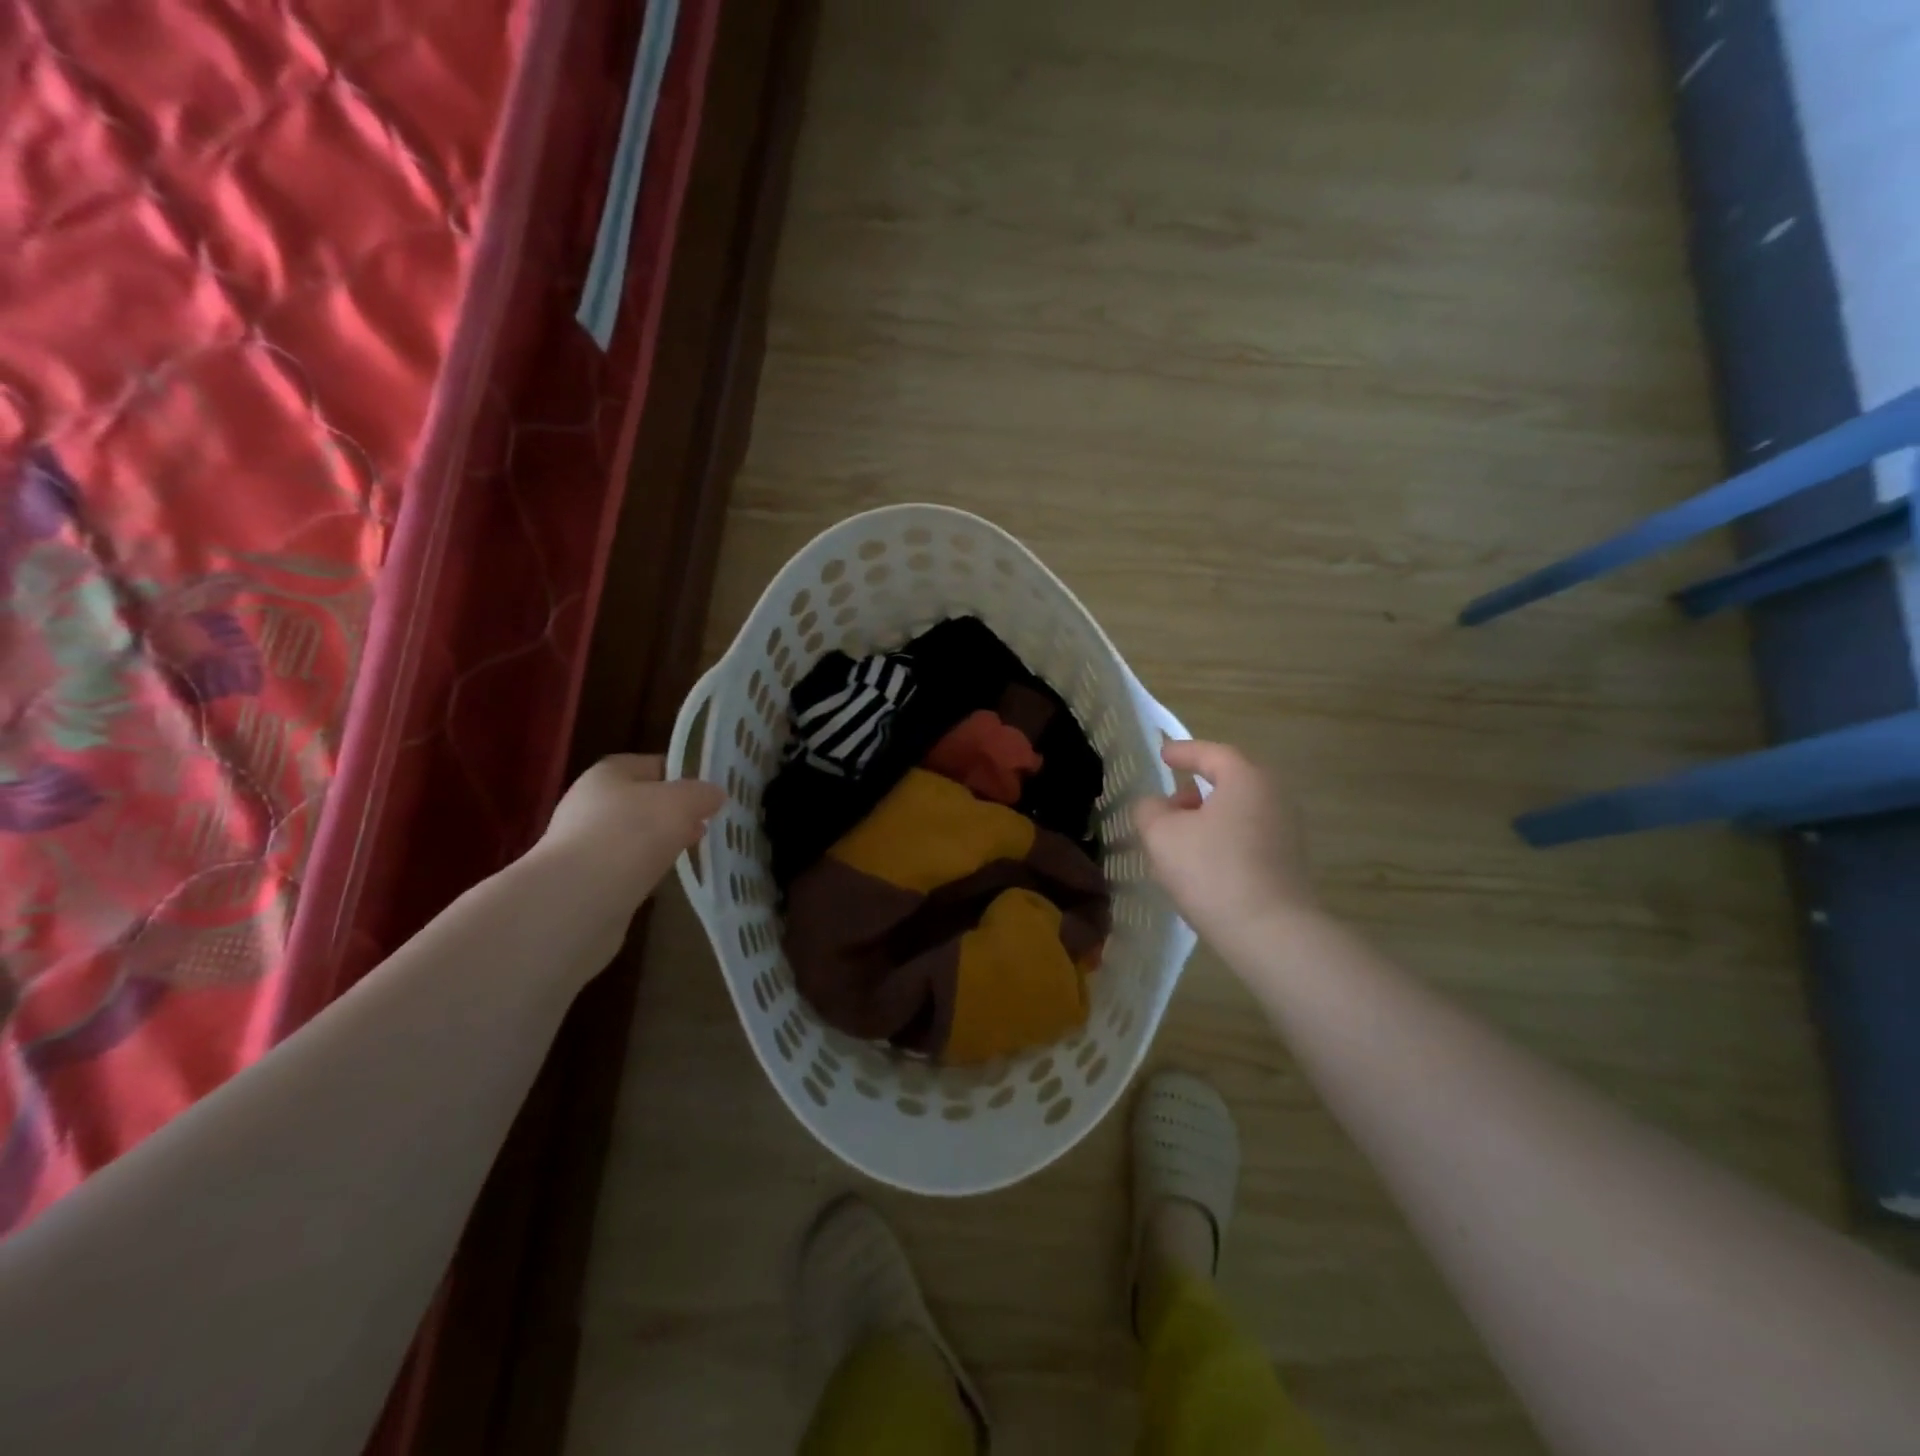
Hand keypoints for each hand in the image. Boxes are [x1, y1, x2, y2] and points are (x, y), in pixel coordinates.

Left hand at [536, 754, 723, 913]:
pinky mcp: (584, 882)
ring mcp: (583, 845)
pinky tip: (664, 881)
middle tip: (706, 825)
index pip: (653, 765)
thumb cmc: (632, 834)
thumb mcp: (682, 802)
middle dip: (674, 813)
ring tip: (690, 854)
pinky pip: (625, 869)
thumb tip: (714, 795)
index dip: (684, 775)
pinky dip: (644, 872)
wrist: (579, 899)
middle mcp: (589, 804)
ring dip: (659, 844)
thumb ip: (703, 794)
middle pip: (642, 802)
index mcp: (608, 774)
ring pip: (634, 837)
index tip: (711, 793)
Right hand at [1134, 740, 1315, 941]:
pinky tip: (1200, 865)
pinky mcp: (1288, 863)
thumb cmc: (1212, 871)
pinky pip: (1247, 837)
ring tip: (1177, 841)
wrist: (1271, 933)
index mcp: (1246, 779)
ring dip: (1206, 819)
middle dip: (1195, 790)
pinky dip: (1222, 840)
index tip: (1162, 754)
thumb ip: (1149, 810)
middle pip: (1228, 782)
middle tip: (1167, 805)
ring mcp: (1286, 831)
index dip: (1182, 752)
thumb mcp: (1162, 835)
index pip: (1211, 753)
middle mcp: (1273, 797)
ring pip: (1237, 812)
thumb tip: (1155, 806)